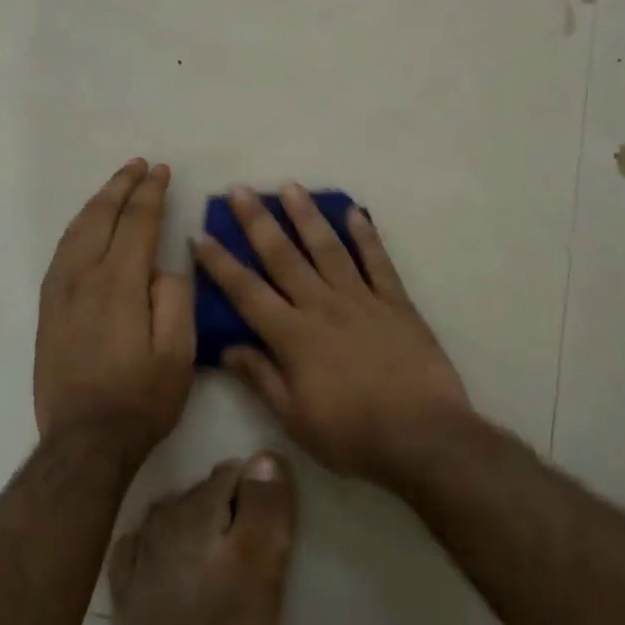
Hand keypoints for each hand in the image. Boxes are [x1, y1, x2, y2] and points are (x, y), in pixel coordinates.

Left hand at [35, 159, 193, 454]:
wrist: (85, 441)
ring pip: (76, 231)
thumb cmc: (142, 398)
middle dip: (121, 186)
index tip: (162, 171)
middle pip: (101, 217)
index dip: (150, 193)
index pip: (136, 222)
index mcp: (118, 283)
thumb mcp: (179, 352)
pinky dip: (78, 227)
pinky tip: (87, 225)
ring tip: (115, 185)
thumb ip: (175, 297)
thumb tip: (161, 267)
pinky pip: (62, 252)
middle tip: (139, 166)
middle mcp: (82, 277)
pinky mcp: (47, 309)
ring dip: (98, 202)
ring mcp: (59, 292)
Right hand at [192, 185, 472, 485]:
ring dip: (307, 216)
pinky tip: (354, 212)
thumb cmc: (352, 435)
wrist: (423, 437)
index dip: (221, 263)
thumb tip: (227, 348)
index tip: (201, 235)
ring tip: (290, 187)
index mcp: (294, 336)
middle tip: (240, 190)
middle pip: (284, 257)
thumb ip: (261, 378)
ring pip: (328, 248)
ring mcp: (362, 300)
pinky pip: (378, 262)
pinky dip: (366, 236)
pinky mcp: (396, 303)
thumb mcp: (295, 419)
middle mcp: (323, 306)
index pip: (247, 292)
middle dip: (258, 222)